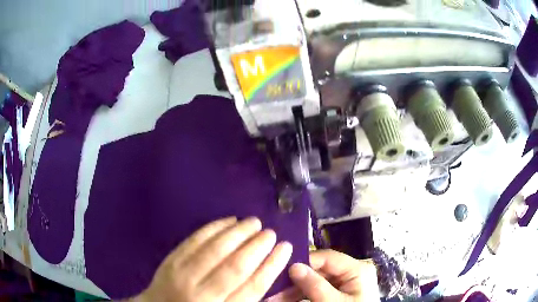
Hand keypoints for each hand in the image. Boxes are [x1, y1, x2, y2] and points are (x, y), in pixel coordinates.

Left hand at [133, 217, 292, 301]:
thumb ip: (254, 300)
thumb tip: (284, 284)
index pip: (254, 286)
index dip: (272, 265)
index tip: (286, 247)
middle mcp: (204, 294)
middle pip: (236, 266)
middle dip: (257, 246)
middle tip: (270, 232)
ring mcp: (184, 275)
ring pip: (215, 249)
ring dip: (237, 232)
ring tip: (254, 222)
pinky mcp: (171, 260)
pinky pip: (195, 240)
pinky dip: (213, 228)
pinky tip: (229, 221)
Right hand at [279, 250, 378, 301]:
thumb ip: (315, 285)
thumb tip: (293, 266)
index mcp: (357, 269)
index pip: (327, 257)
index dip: (304, 262)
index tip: (281, 271)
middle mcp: (350, 273)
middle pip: (318, 270)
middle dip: (295, 281)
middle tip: (273, 290)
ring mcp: (343, 284)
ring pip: (314, 281)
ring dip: (294, 290)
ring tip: (274, 298)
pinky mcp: (336, 293)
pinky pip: (316, 290)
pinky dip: (301, 296)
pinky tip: (286, 300)